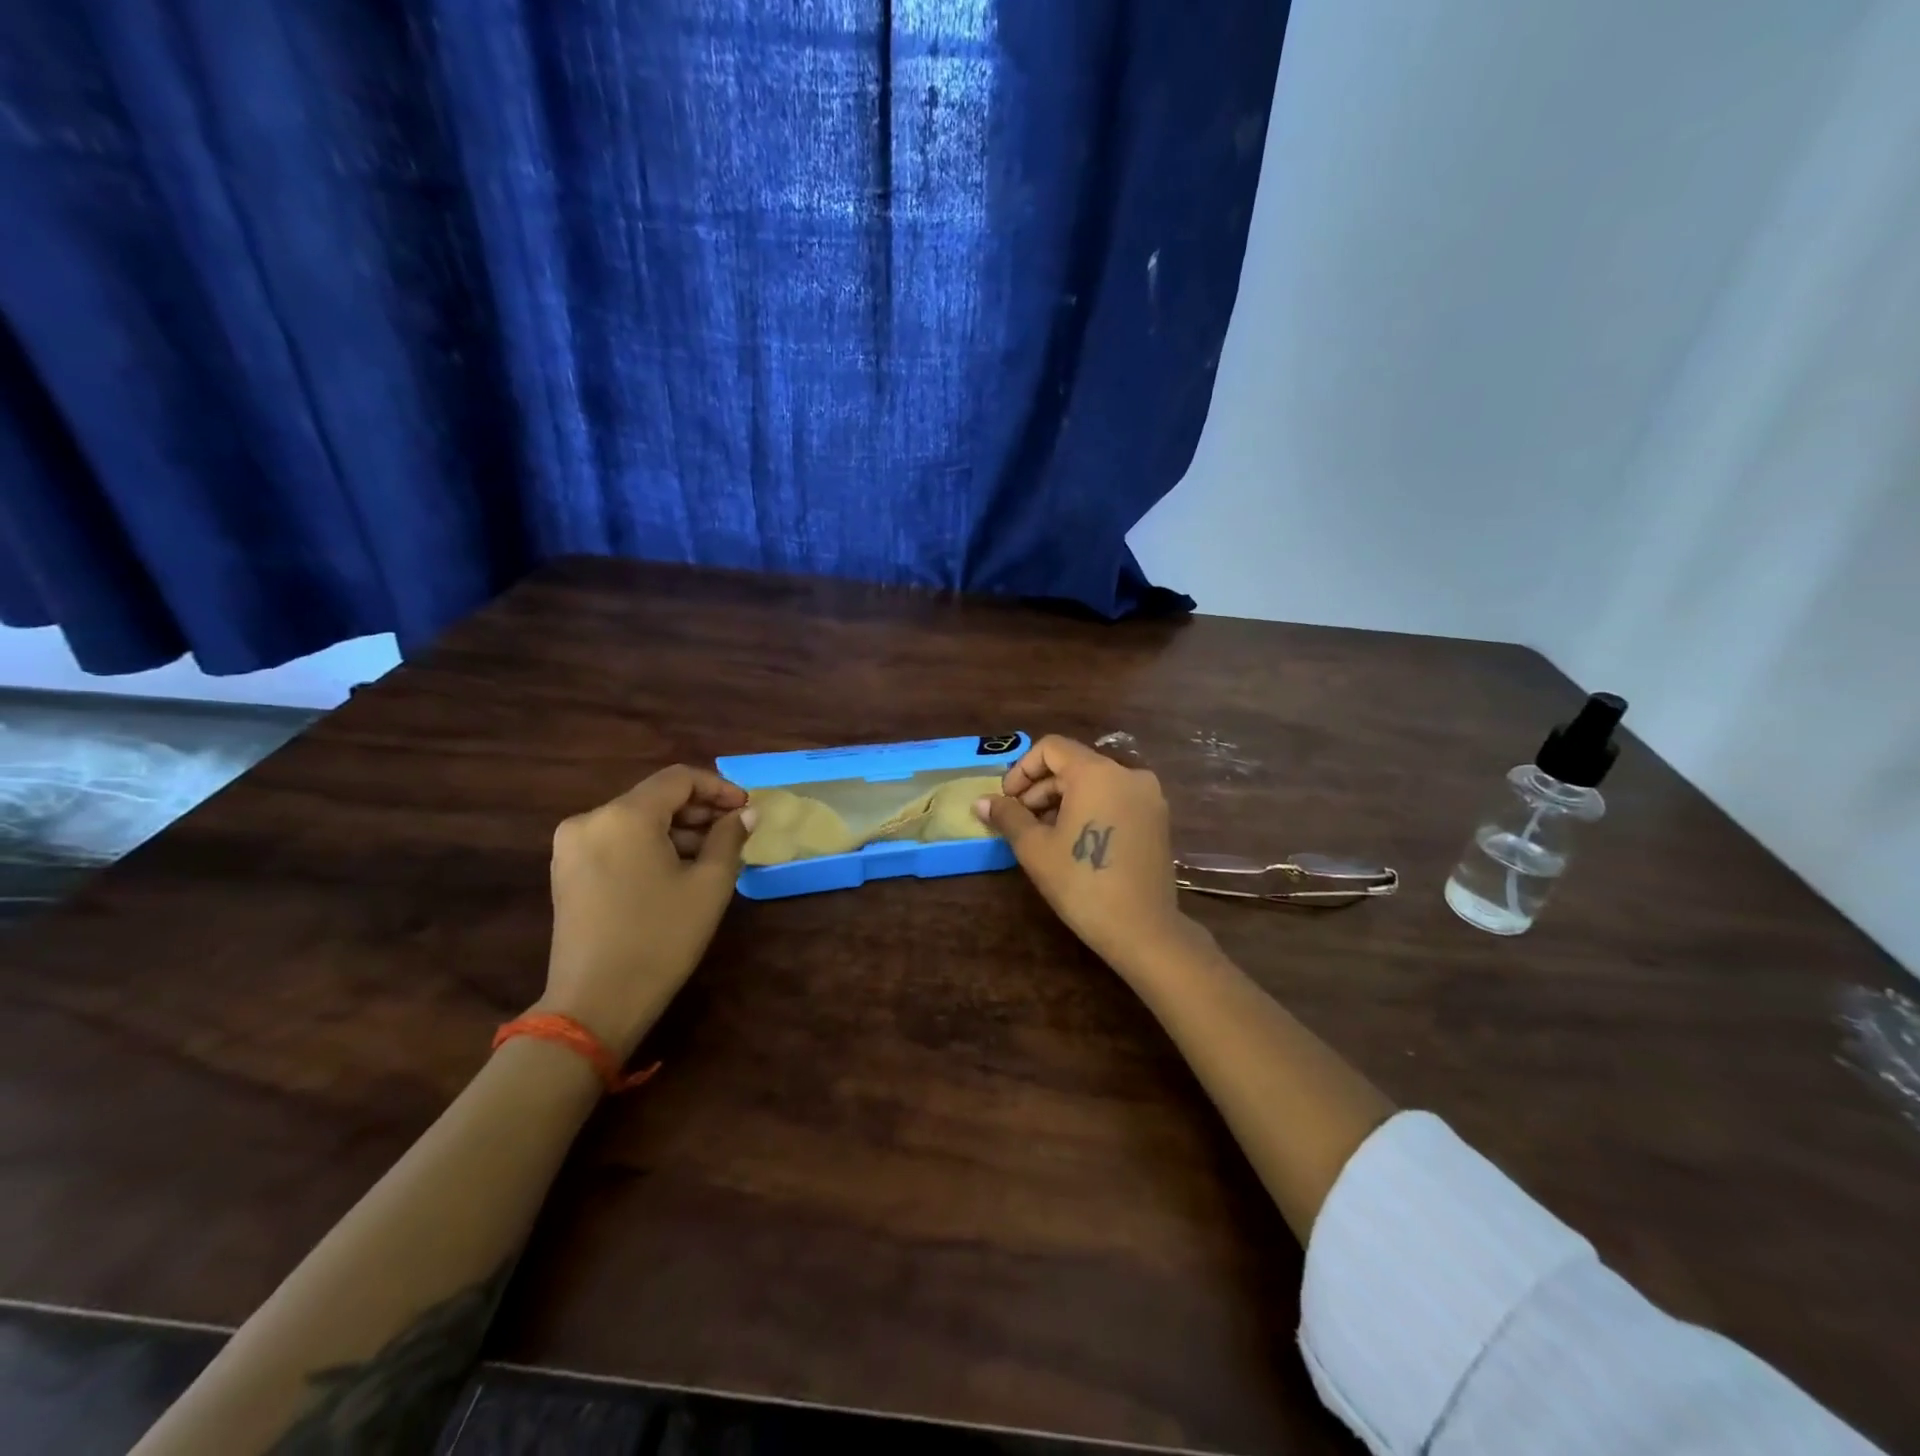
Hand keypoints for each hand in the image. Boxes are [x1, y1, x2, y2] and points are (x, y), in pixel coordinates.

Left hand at [539, 766, 748, 1059]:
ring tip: (710, 856)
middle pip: (654, 798)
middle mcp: (590, 820)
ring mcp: (571, 847)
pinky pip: (616, 841)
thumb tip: (746, 812)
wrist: (595, 1003)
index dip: (718, 788)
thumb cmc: (660, 938)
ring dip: (675, 830)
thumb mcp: (709, 885)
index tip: (746, 809)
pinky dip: (649, 846)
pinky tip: (675, 871)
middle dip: (698, 811)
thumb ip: (730, 837)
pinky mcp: (566, 872)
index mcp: (624, 815)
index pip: (678, 779)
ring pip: (635, 820)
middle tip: (734, 833)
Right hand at [975, 735, 1204, 974]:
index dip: (1022, 770)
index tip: (1007, 800)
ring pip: (1095, 783)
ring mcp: (1148, 796)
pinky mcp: (1157, 819)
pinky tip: (1074, 841)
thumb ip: (1008, 816)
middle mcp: (1128, 774)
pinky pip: (1115, 799)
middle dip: (1041, 788)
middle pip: (1073, 765)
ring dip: (1063, 800)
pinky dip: (1090, 809)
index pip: (1051, 748)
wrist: (1143, 929)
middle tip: (1020, 821)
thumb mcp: (1035, 848)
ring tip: (1044, 835)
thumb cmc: (1082, 883)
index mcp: (1097, 772)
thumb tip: (981, 802)